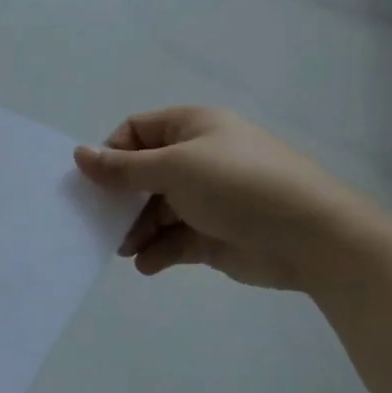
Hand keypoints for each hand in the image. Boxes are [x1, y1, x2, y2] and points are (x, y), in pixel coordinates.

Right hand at [72, 107, 378, 290]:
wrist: (313, 238)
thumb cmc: (238, 186)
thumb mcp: (174, 168)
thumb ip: (122, 168)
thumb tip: (78, 155)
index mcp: (193, 127)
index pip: (137, 131)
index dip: (112, 152)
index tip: (95, 182)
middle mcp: (198, 159)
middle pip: (143, 173)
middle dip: (120, 197)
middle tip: (100, 220)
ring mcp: (207, 199)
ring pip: (155, 210)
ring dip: (135, 228)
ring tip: (124, 248)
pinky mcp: (214, 235)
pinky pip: (174, 240)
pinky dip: (157, 251)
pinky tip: (146, 264)